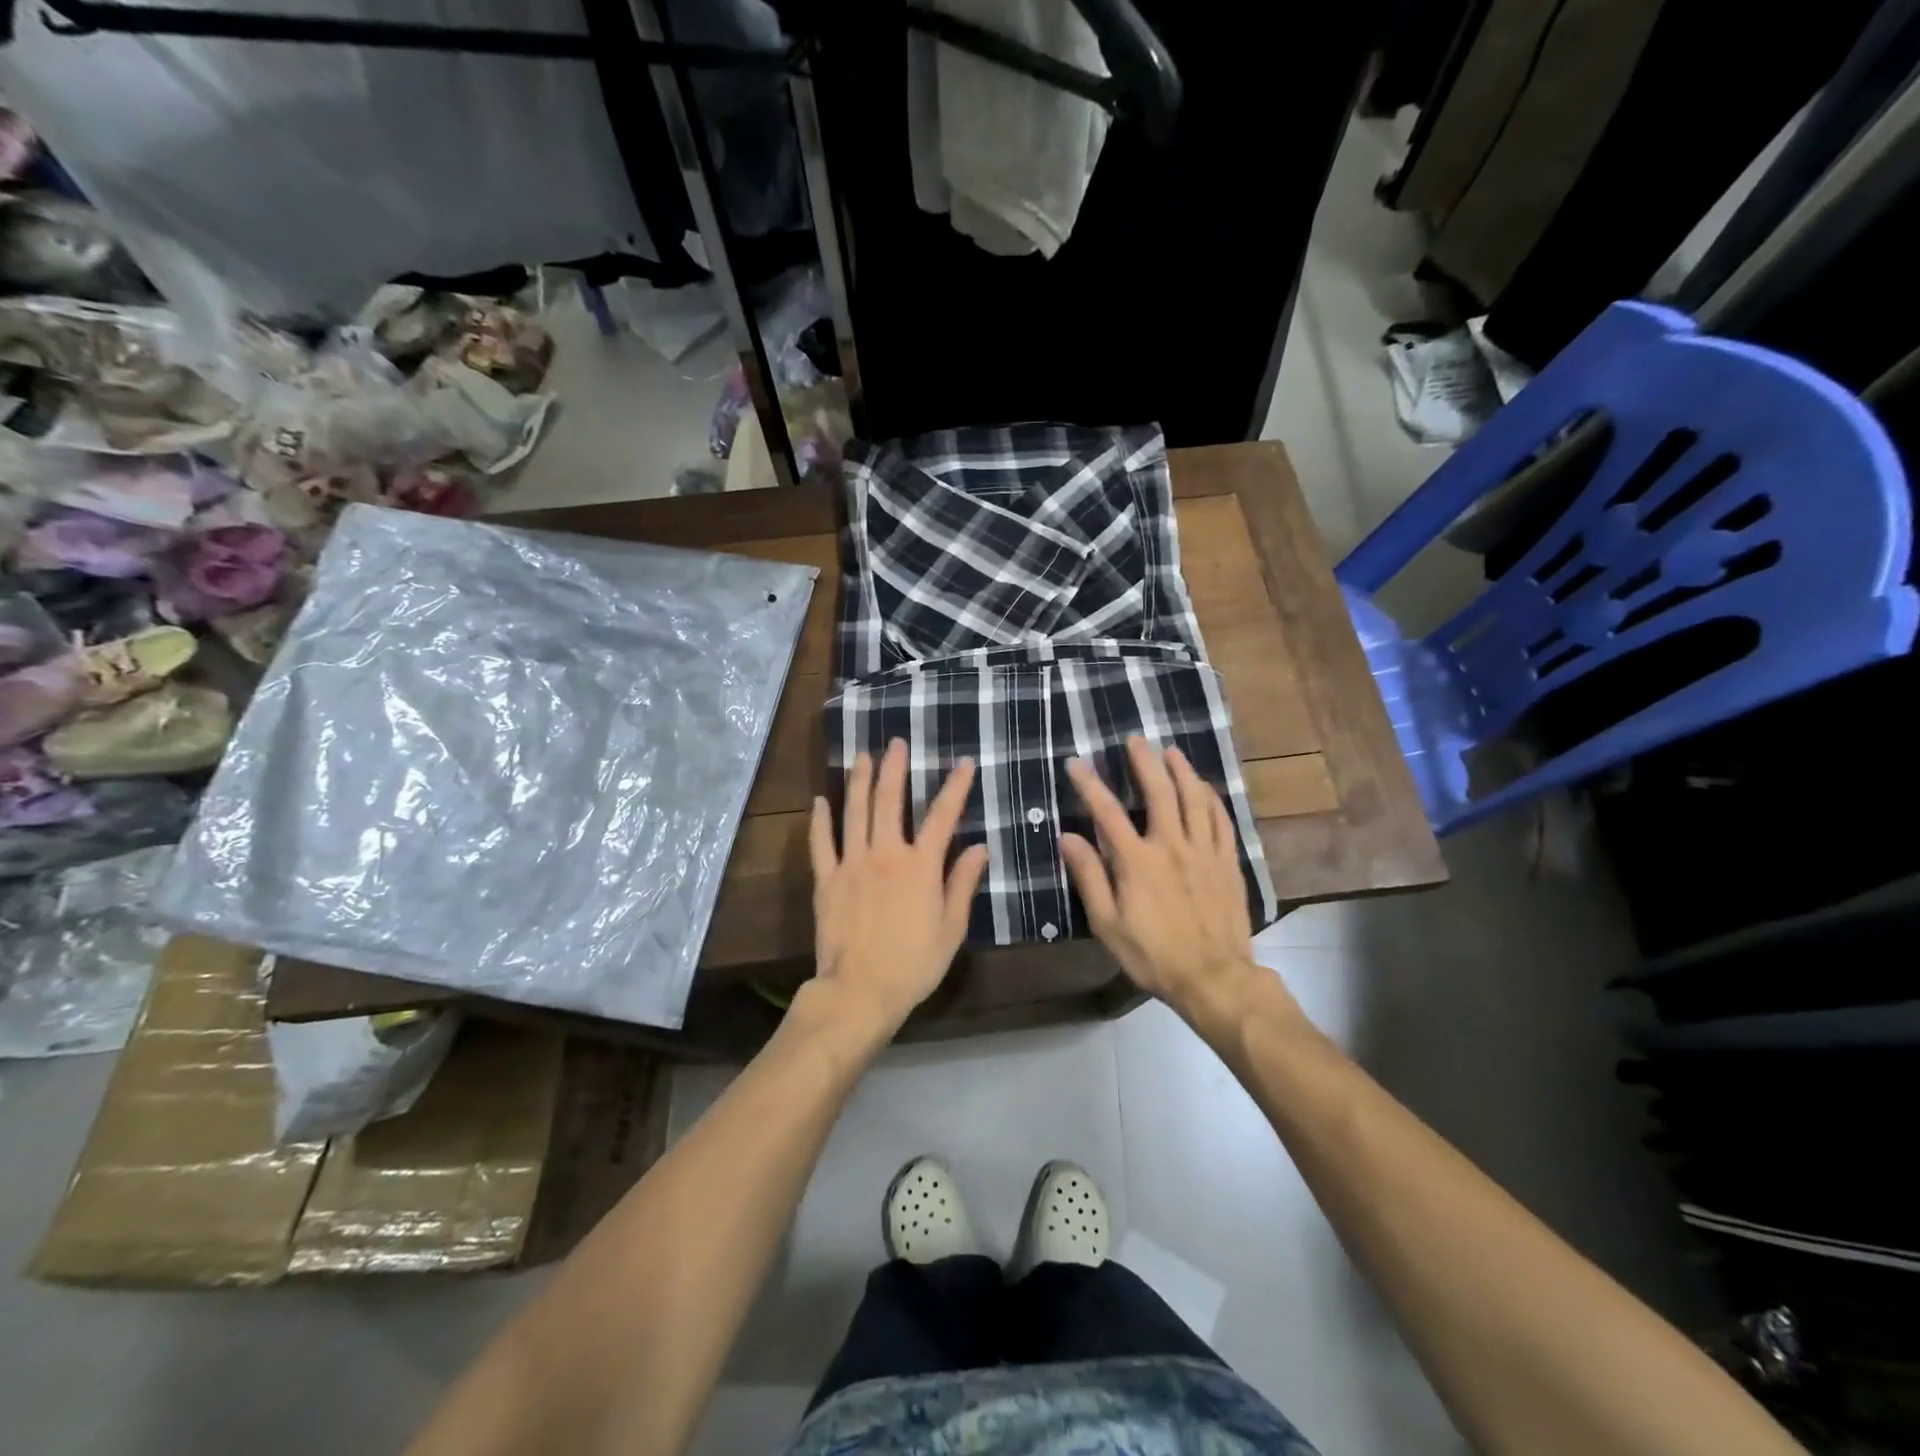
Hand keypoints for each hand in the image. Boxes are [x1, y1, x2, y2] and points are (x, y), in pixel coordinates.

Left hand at [808, 739, 989, 1033]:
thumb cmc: (913, 964)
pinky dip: (820, 820)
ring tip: (862, 756)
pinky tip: (820, 800)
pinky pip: (821, 843)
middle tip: (895, 742)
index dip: (955, 787)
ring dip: (860, 781)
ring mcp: (852, 864)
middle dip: (894, 769)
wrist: (860, 990)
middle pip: (890, 802)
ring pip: (855, 812)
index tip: (964, 762)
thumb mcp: (951, 929)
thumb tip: (980, 847)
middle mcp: (886, 854)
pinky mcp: (827, 880)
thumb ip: (962, 884)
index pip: (942, 817)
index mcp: (920, 866)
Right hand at [1060, 737, 1260, 1017]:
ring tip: (1171, 751)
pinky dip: (1212, 798)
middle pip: (1159, 791)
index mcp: (1137, 861)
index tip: (1076, 763)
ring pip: (1195, 798)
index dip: (1089, 784)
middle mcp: (1171, 846)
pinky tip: (1205, 788)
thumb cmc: (1153, 954)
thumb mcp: (1108, 923)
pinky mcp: (1228, 862)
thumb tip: (1068, 837)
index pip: (1107, 812)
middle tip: (1135, 739)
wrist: (1213, 978)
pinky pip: (1222, 820)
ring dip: (1182, 771)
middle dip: (1145, 761)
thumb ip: (1089, 877)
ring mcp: (1204, 851)